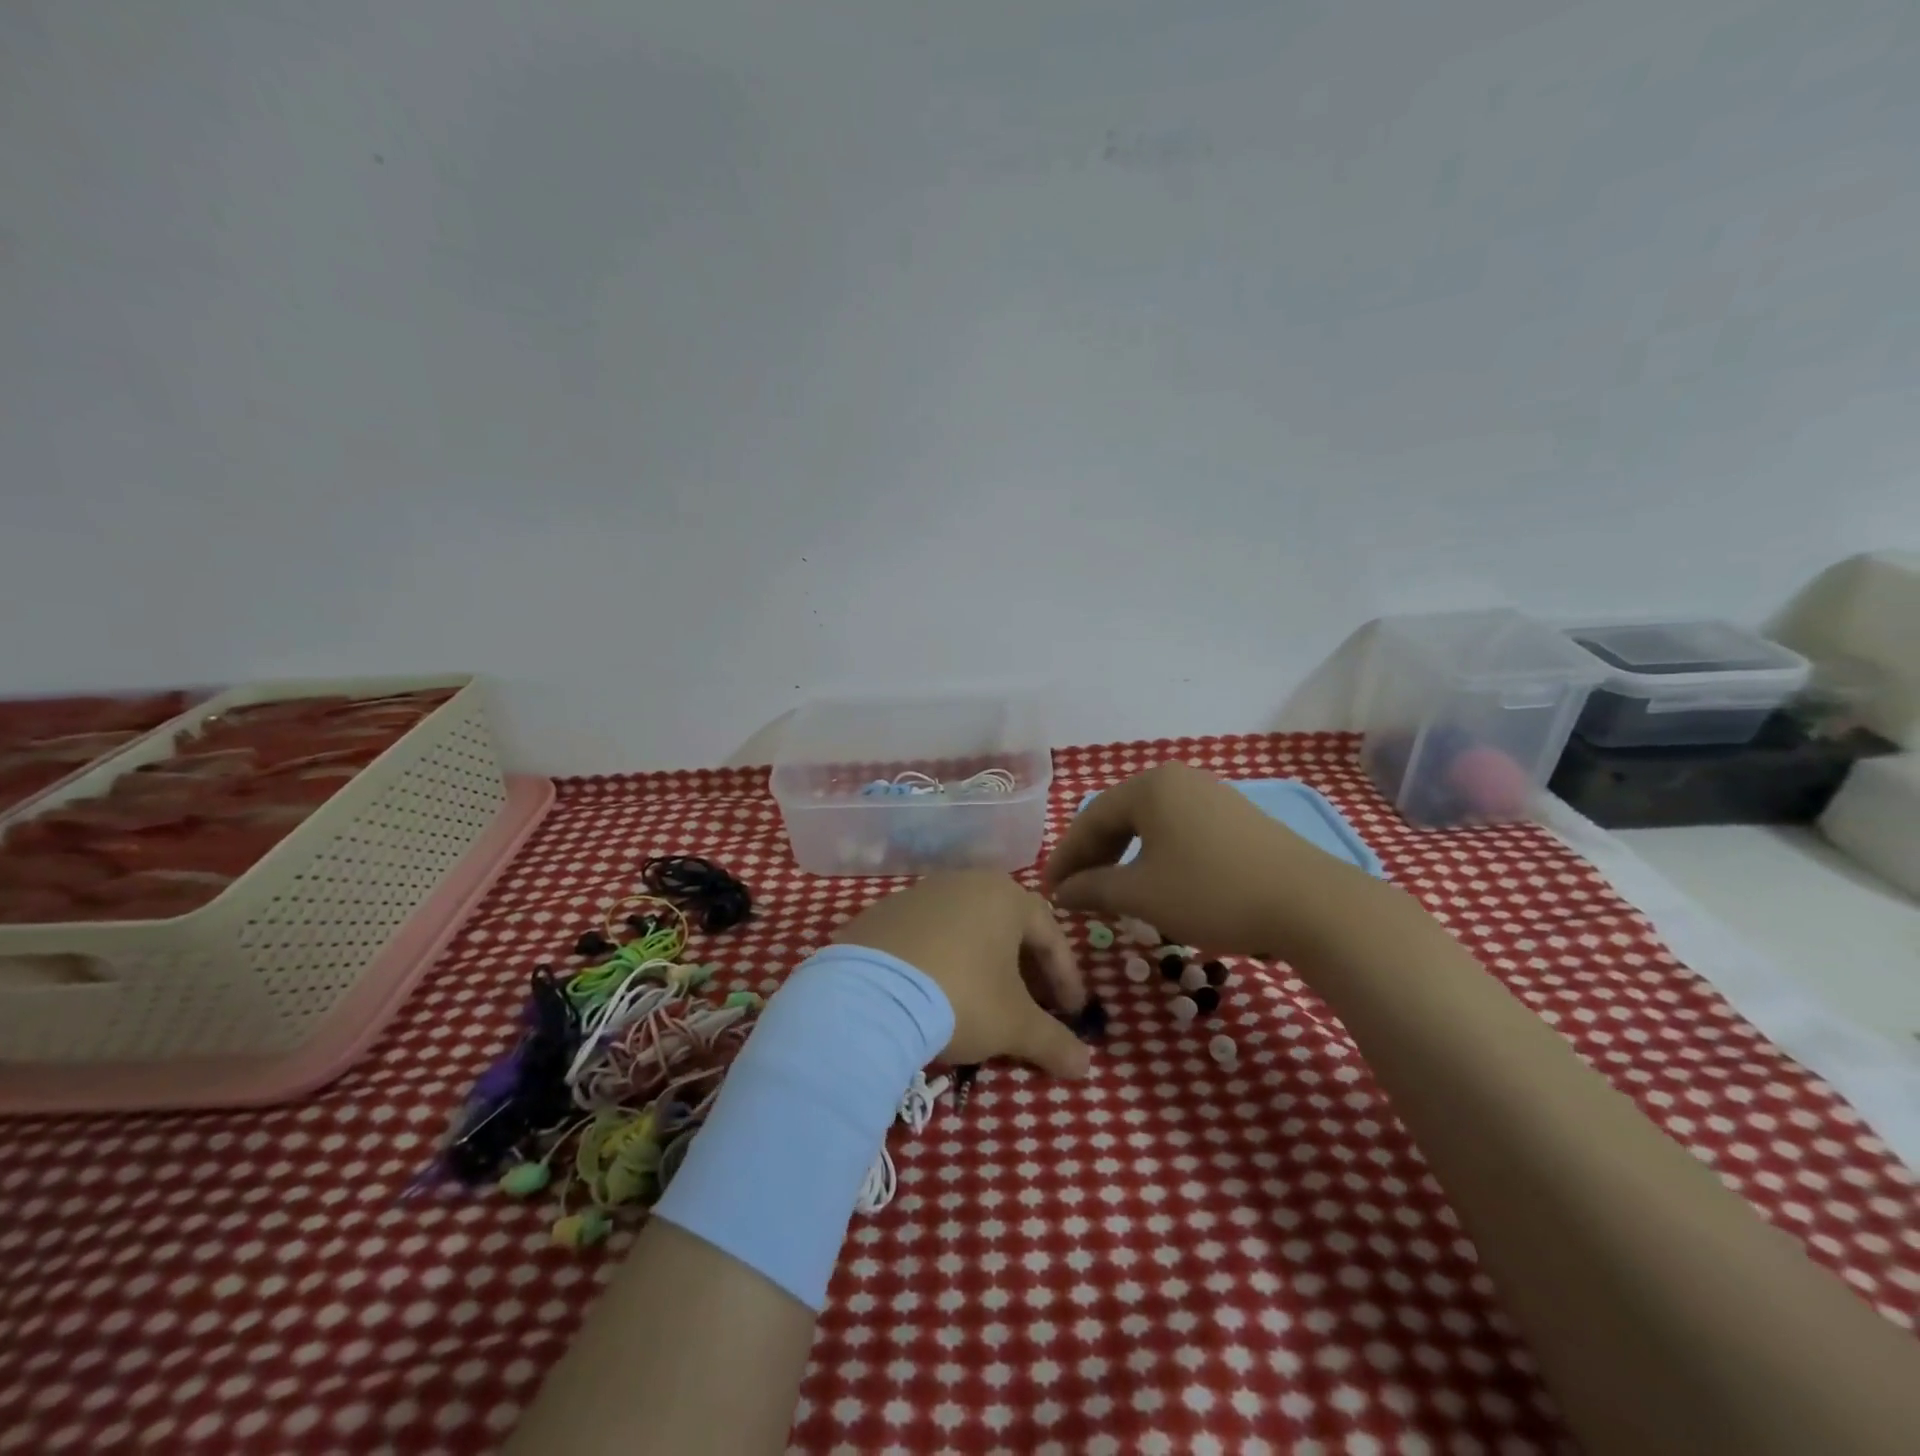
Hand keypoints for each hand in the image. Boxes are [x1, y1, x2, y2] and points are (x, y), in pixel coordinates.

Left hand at [832, 871, 1092, 1076]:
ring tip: (982, 1002)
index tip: (1072, 1014)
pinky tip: (933, 994)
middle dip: (1025, 968)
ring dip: (981, 963)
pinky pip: (925, 937)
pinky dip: (940, 962)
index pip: (1050, 934)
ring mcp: (918, 895)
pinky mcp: (881, 914)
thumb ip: (1053, 1041)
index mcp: (1004, 896)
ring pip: (965, 928)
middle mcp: (963, 883)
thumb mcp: (1014, 1025)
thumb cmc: (960, 997)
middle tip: (1032, 1007)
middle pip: (1007, 926)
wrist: (868, 996)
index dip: (1066, 977)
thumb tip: (1085, 1066)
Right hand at [1043, 761, 1382, 960]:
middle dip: (1094, 856)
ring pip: (1150, 825)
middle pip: (1120, 817)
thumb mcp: (1142, 894)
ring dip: (1124, 858)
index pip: (1091, 818)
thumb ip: (1093, 888)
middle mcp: (1178, 779)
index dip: (1066, 857)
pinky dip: (1156, 856)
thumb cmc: (1212, 892)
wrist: (1310, 904)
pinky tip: (1156, 883)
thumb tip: (1061, 892)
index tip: (1050, 890)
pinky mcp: (1236, 817)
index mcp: (1150, 785)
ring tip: (1111, 891)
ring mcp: (1211, 795)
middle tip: (1076, 892)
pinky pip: (1179, 831)